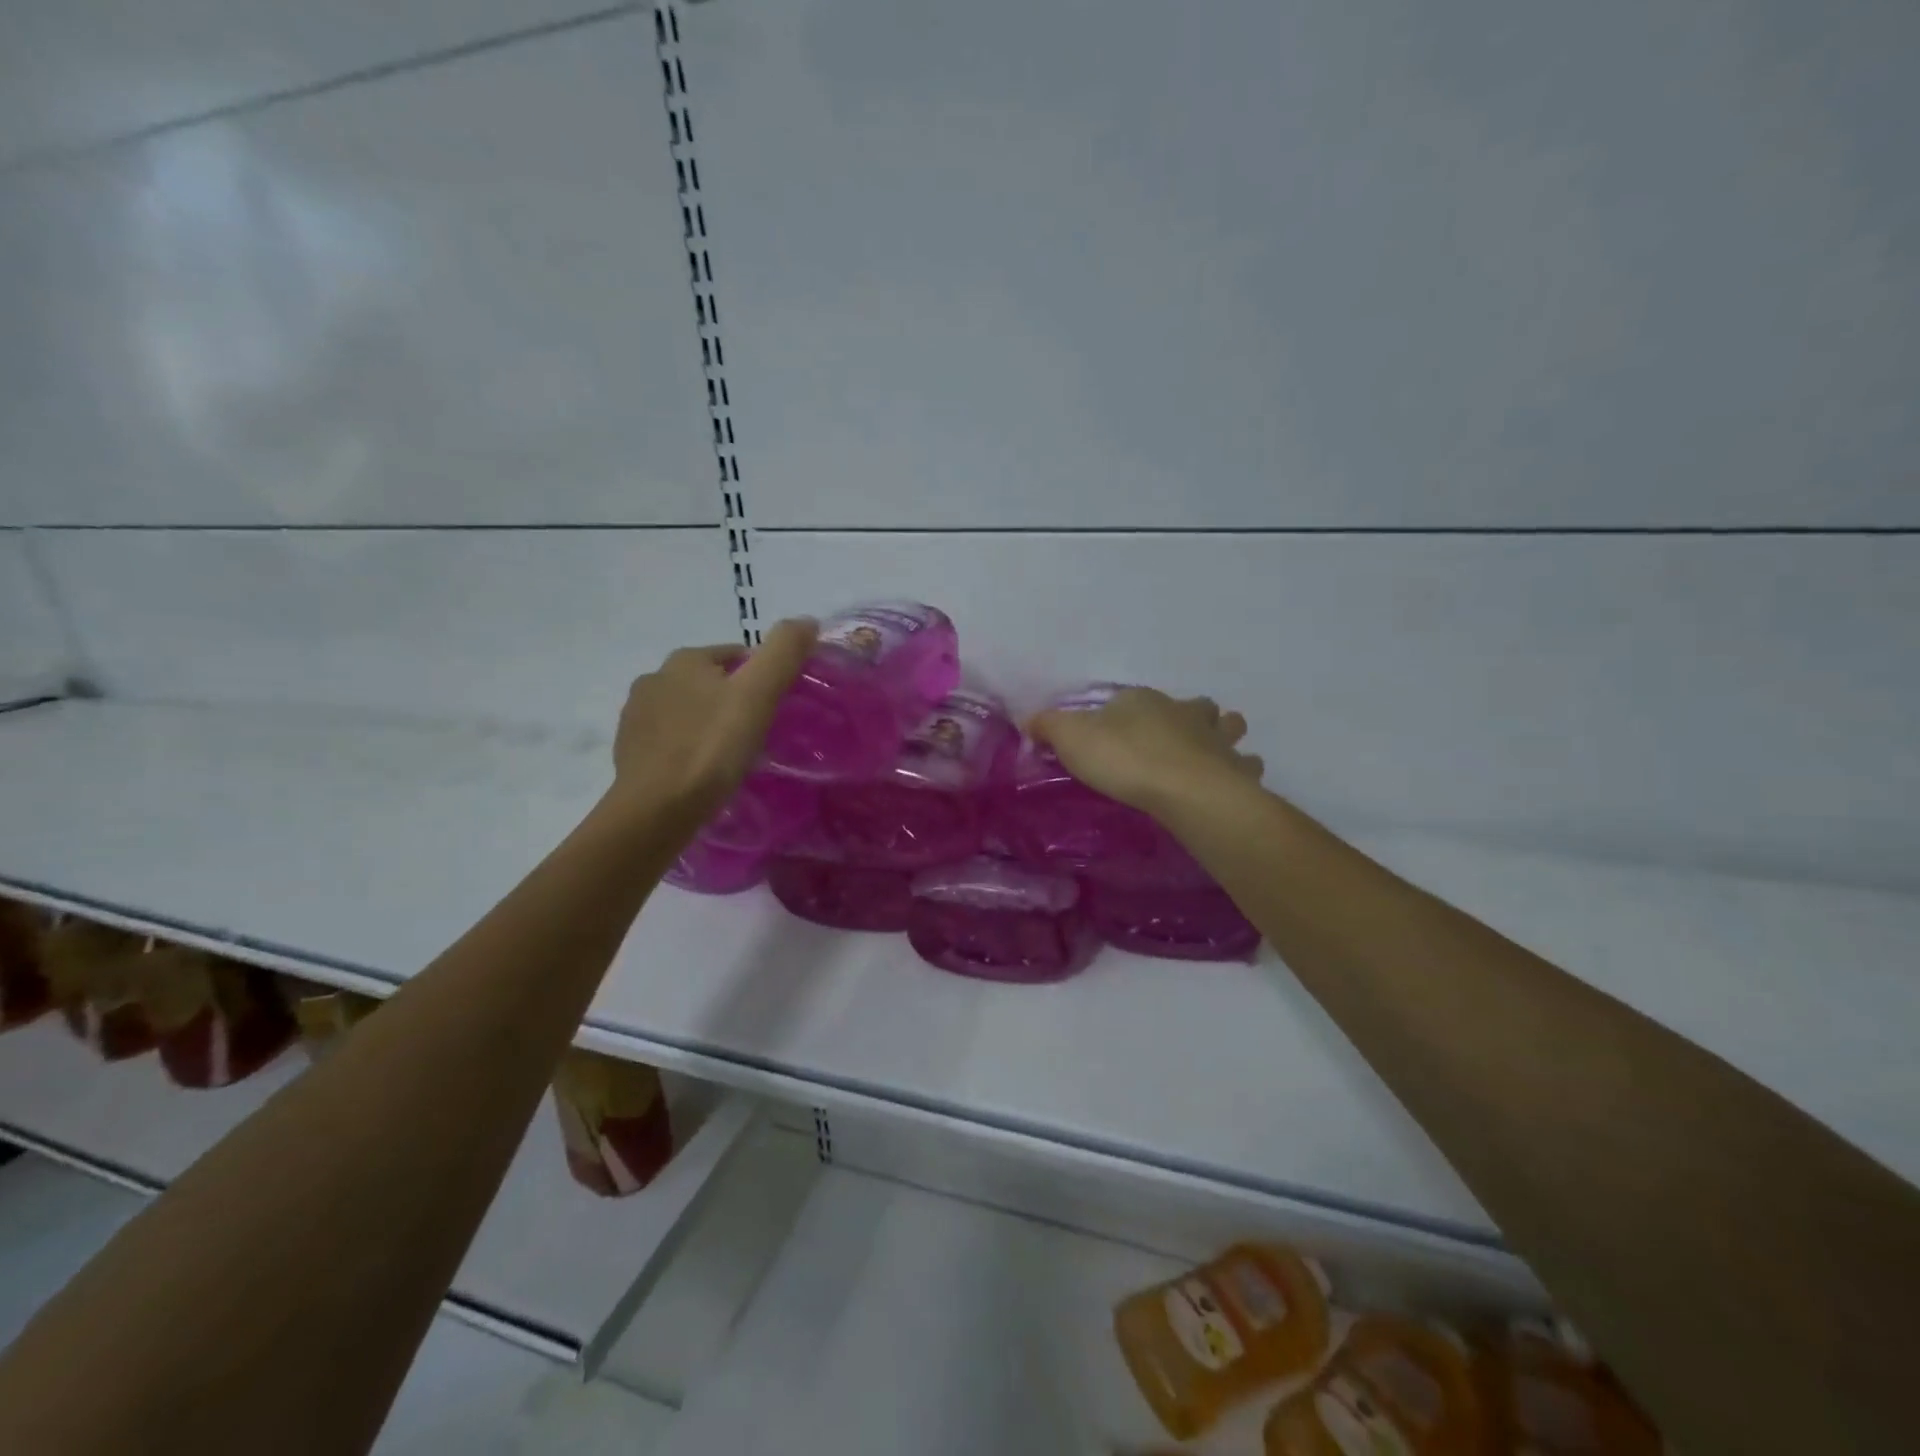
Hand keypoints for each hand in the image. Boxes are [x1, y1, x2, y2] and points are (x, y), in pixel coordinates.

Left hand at [608, 619, 816, 818]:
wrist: (656, 810)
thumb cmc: (711, 748)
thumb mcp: (757, 695)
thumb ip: (784, 653)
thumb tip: (808, 620)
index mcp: (684, 660)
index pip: (735, 655)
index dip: (762, 677)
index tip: (778, 708)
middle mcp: (653, 679)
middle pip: (710, 682)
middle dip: (734, 700)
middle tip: (760, 733)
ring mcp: (636, 717)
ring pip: (688, 711)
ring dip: (709, 724)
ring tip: (733, 756)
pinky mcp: (629, 752)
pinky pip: (670, 740)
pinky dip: (689, 748)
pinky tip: (704, 772)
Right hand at [1027, 687, 1263, 819]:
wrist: (1184, 789)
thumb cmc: (1124, 758)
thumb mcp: (1070, 737)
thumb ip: (1048, 726)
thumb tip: (1029, 720)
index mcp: (1143, 701)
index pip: (1132, 699)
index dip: (1124, 712)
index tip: (1113, 733)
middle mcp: (1184, 712)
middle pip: (1194, 705)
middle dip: (1190, 716)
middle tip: (1177, 737)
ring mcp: (1215, 740)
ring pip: (1228, 728)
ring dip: (1222, 736)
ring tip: (1211, 755)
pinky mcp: (1236, 771)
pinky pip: (1244, 767)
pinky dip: (1239, 773)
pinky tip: (1231, 784)